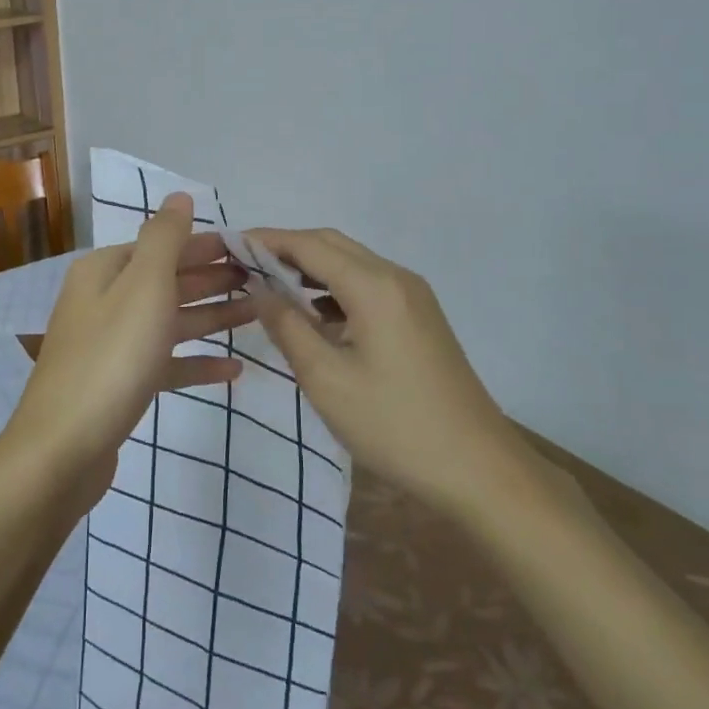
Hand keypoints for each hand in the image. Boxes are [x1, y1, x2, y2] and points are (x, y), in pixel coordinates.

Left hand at [2, 194, 252, 496]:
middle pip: (167, 281)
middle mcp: (104, 300)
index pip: (163, 245)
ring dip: (211, 315)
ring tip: (256, 314)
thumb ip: (165, 238)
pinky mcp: (119, 384)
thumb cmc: (110, 358)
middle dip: (212, 278)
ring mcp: (110, 344)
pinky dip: (196, 362)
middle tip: (261, 279)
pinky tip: (232, 369)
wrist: (62, 450)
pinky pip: (164, 363)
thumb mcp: (143, 286)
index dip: (206, 246)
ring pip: (169, 321)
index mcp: (105, 271)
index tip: (251, 250)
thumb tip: (179, 196)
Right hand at [251, 226, 513, 513]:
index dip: (267, 240)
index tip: (230, 245)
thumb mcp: (326, 380)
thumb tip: (259, 287)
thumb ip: (287, 326)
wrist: (478, 469)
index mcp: (373, 286)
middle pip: (332, 245)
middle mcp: (396, 278)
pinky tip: (314, 315)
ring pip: (351, 264)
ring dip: (311, 269)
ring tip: (270, 288)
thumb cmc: (394, 425)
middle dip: (286, 249)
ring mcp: (413, 297)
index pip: (309, 245)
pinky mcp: (420, 318)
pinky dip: (335, 289)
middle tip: (245, 266)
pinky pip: (368, 286)